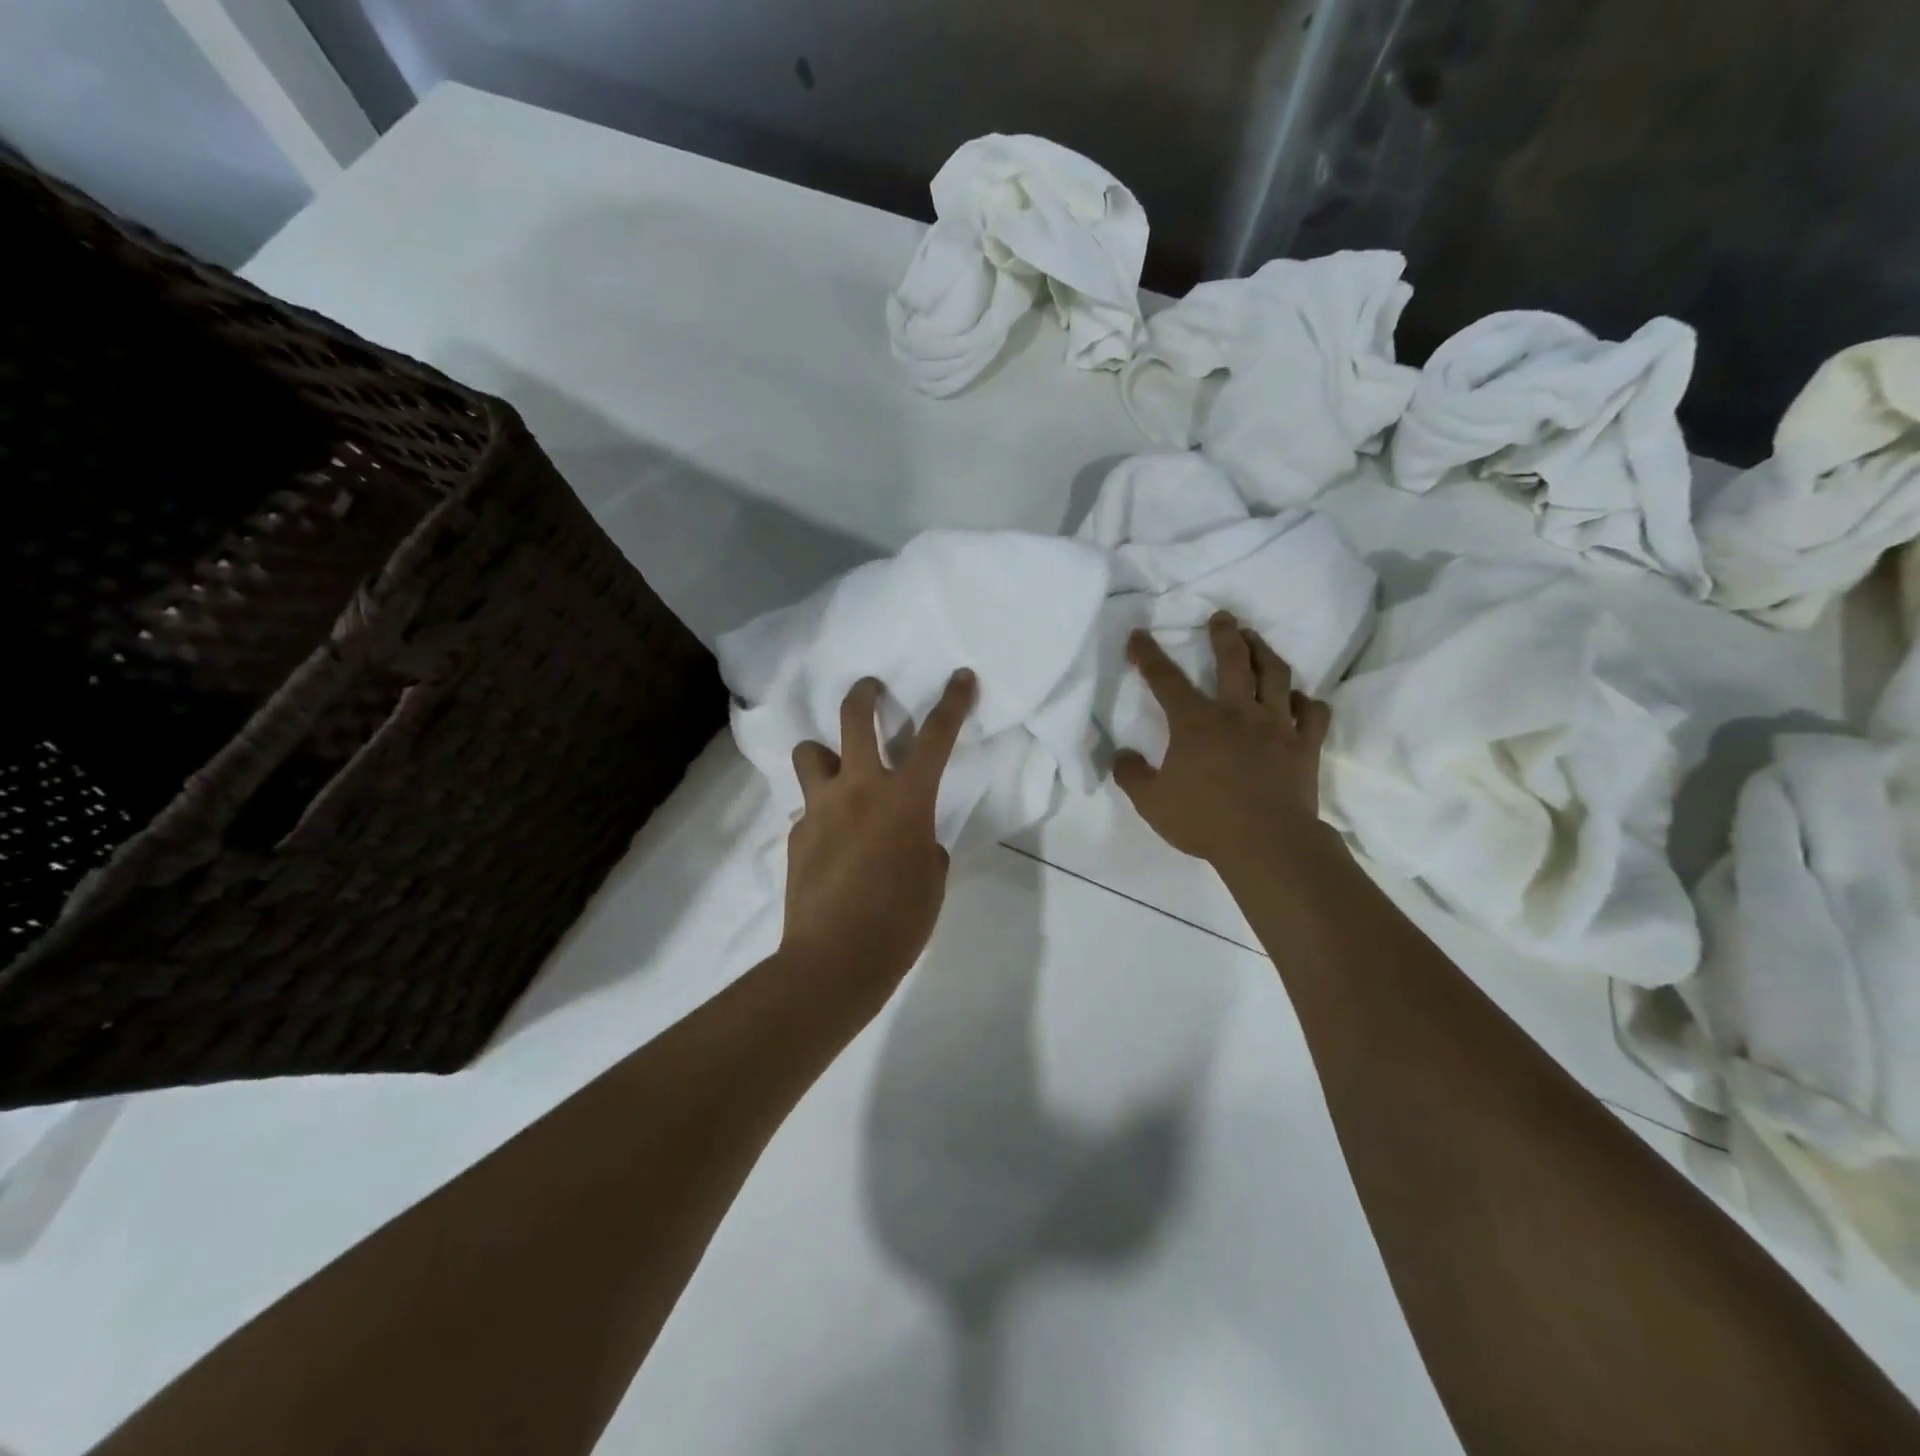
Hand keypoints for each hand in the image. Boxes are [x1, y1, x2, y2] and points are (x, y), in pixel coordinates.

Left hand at [780, 670, 976, 1001]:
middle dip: (864, 695)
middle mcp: (859, 789)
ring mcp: (820, 808)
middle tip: (870, 689)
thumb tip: (912, 840)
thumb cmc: (899, 921)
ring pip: (810, 752)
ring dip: (826, 755)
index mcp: (905, 799)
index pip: (935, 737)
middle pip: (854, 719)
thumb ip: (925, 846)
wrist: (834, 960)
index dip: (952, 702)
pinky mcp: (795, 834)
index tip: (960, 676)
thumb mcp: (931, 880)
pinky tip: (830, 844)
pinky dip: (822, 813)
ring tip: (837, 773)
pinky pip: (808, 808)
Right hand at [1115, 613, 1340, 869]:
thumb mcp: (1151, 803)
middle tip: (1222, 617)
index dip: (1148, 654)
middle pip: (1232, 660)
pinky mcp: (1304, 745)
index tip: (1139, 635)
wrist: (1268, 844)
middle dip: (1223, 634)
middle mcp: (1237, 712)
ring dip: (1265, 651)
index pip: (1165, 679)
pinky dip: (1305, 701)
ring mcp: (1276, 725)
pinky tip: (1298, 699)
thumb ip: (1130, 775)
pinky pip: (1312, 713)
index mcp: (1195, 722)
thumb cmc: (1204, 820)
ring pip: (1275, 675)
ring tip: (1257, 639)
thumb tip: (1120, 755)